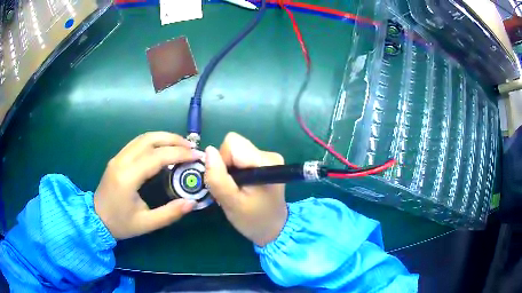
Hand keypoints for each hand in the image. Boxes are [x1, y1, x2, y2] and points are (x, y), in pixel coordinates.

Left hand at [94, 132, 203, 239]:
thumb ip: (170, 213)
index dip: (179, 153)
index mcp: (127, 177)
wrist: (96, 220)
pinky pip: (137, 142)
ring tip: (181, 145)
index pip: (156, 156)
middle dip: (173, 139)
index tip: (196, 156)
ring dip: (163, 137)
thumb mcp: (147, 224)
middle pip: (149, 139)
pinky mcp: (117, 158)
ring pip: (142, 137)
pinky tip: (163, 148)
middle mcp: (121, 161)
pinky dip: (154, 141)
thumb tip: (192, 202)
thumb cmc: (120, 224)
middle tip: (191, 147)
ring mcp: (118, 157)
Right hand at [204, 132, 287, 246]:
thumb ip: (218, 178)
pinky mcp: (265, 162)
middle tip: (230, 187)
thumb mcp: (231, 203)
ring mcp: (268, 157)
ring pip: (235, 151)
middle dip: (225, 164)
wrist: (274, 228)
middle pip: (234, 145)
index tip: (226, 182)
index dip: (222, 161)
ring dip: (230, 168)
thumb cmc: (253, 219)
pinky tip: (242, 185)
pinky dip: (236, 169)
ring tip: (236, 188)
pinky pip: (241, 157)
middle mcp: (269, 154)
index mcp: (265, 162)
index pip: (232, 144)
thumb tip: (208, 150)